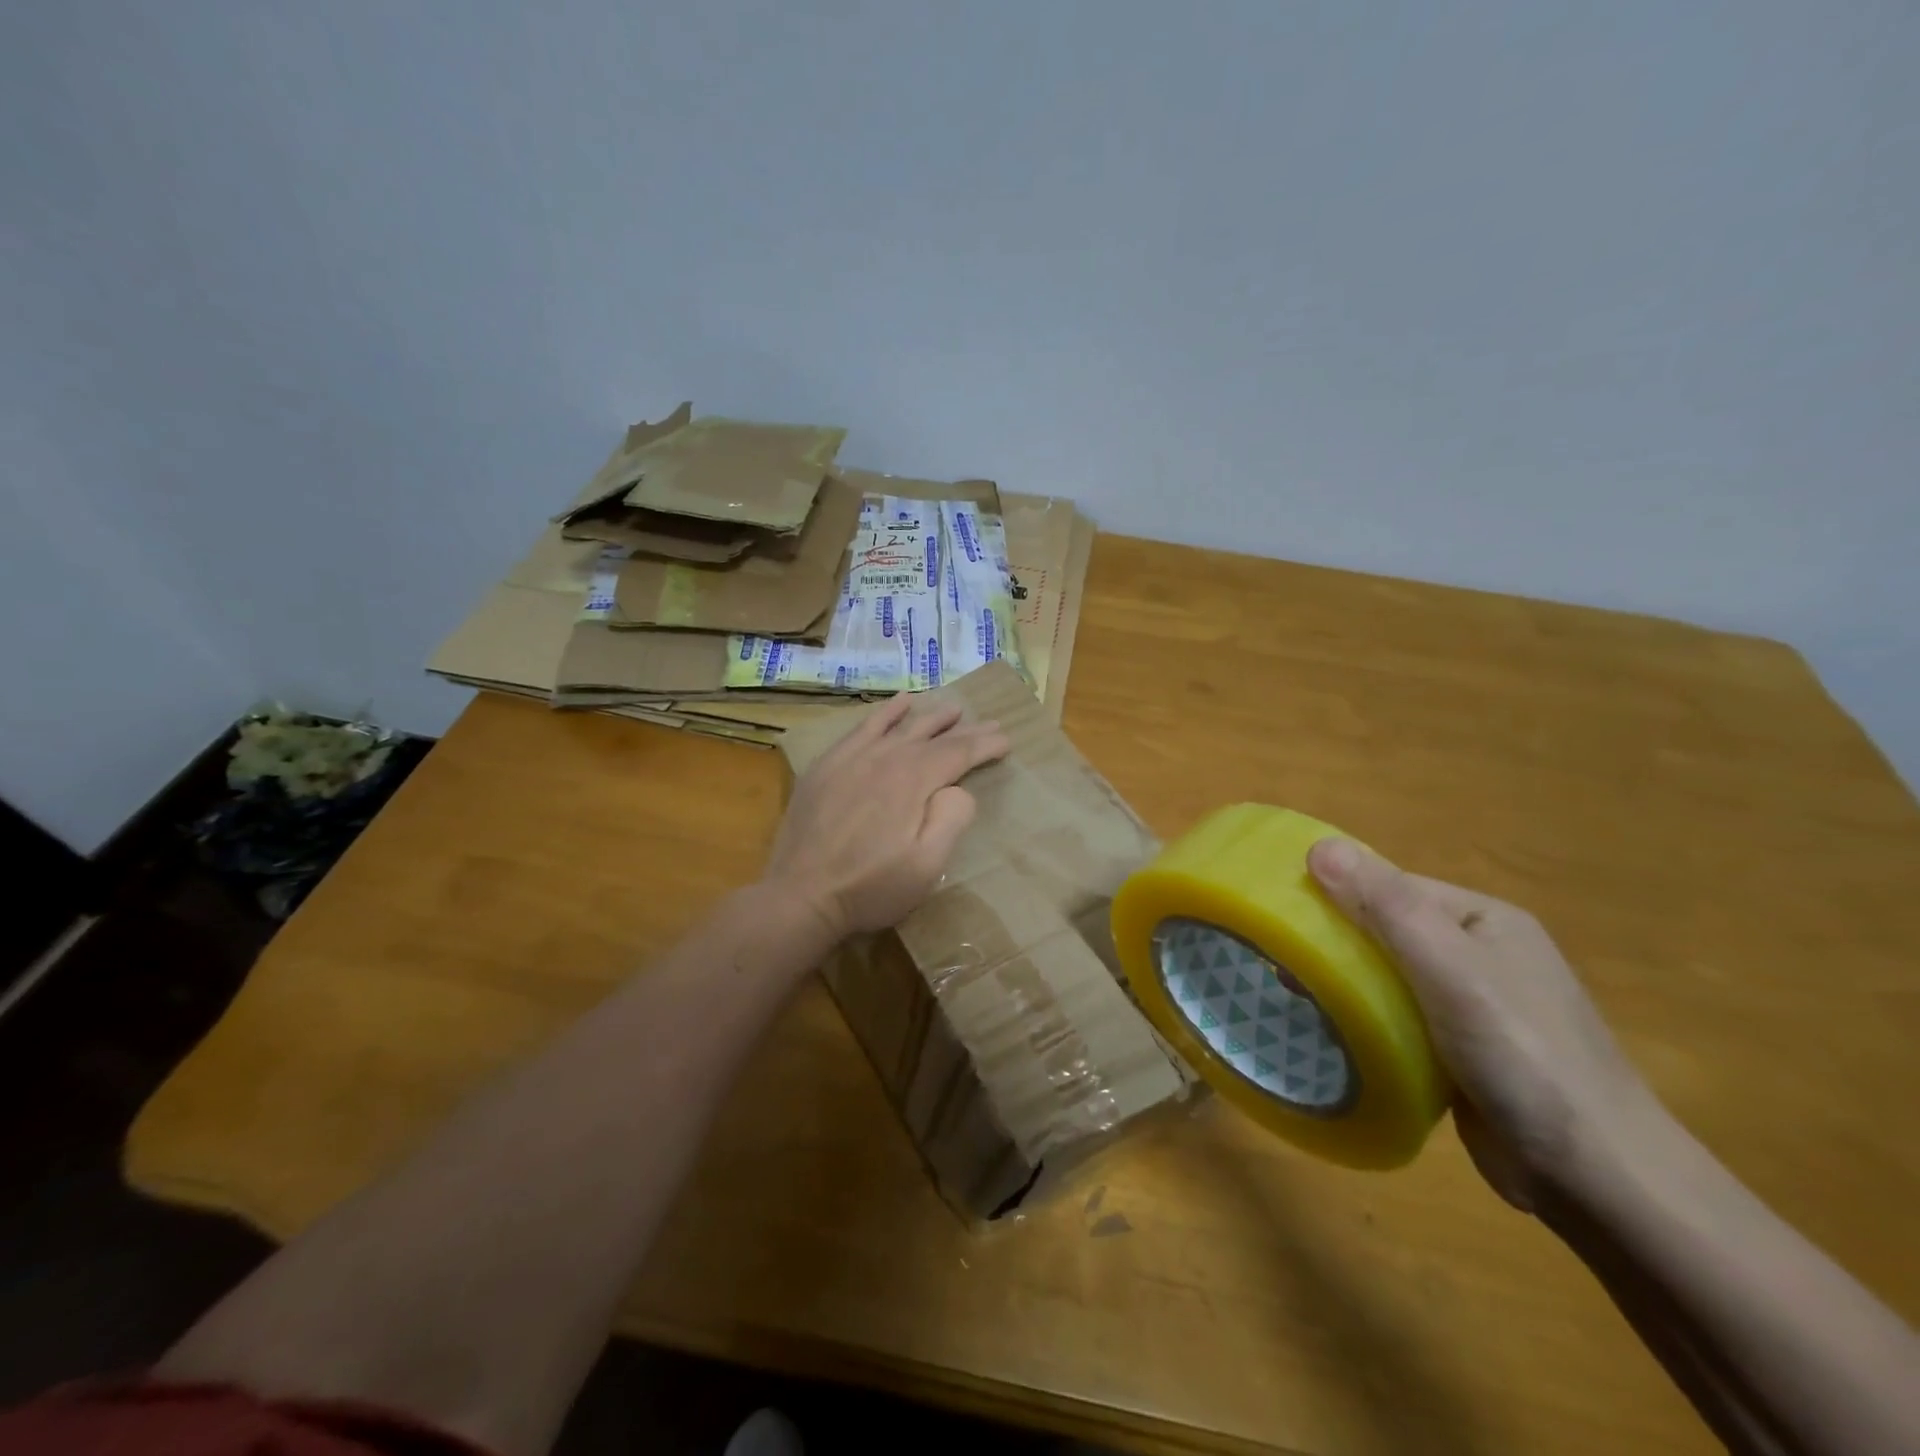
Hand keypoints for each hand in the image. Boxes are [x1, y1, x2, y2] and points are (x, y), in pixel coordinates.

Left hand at [762, 696, 1010, 942]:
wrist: (800, 895)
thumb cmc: (870, 887)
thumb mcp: (926, 866)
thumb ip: (951, 819)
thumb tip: (959, 788)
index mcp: (913, 781)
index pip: (958, 753)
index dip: (985, 745)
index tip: (1006, 741)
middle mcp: (886, 757)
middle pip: (932, 735)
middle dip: (964, 729)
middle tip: (989, 722)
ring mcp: (853, 757)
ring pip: (900, 725)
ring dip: (929, 715)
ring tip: (951, 708)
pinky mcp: (828, 765)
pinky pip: (863, 727)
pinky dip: (885, 713)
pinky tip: (898, 703)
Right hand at [1308, 838, 1658, 1209]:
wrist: (1597, 1178)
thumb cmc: (1523, 1054)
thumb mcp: (1449, 969)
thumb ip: (1385, 906)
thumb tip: (1319, 847)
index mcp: (1484, 919)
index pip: (1392, 887)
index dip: (1337, 894)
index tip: (1284, 917)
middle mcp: (1478, 954)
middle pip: (1386, 930)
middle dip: (1336, 943)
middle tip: (1285, 968)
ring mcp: (1472, 1006)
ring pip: (1387, 977)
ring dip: (1346, 984)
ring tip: (1298, 999)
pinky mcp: (1459, 1053)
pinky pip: (1397, 1019)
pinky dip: (1365, 1021)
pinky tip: (1336, 1035)